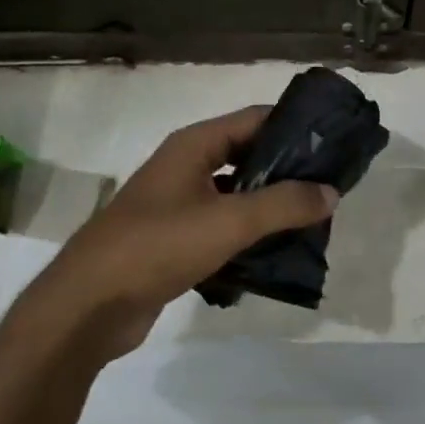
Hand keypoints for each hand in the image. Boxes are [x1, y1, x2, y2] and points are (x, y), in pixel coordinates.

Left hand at [21, 106, 337, 362]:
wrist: (89, 304)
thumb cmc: (158, 246)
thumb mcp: (228, 221)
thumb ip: (283, 204)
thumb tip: (330, 192)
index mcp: (194, 146)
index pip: (255, 119)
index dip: (295, 127)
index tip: (334, 144)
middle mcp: (185, 167)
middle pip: (247, 156)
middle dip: (287, 171)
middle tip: (330, 189)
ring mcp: (177, 205)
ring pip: (236, 196)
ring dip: (270, 207)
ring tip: (313, 222)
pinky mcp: (175, 241)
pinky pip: (221, 229)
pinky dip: (248, 236)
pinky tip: (277, 254)